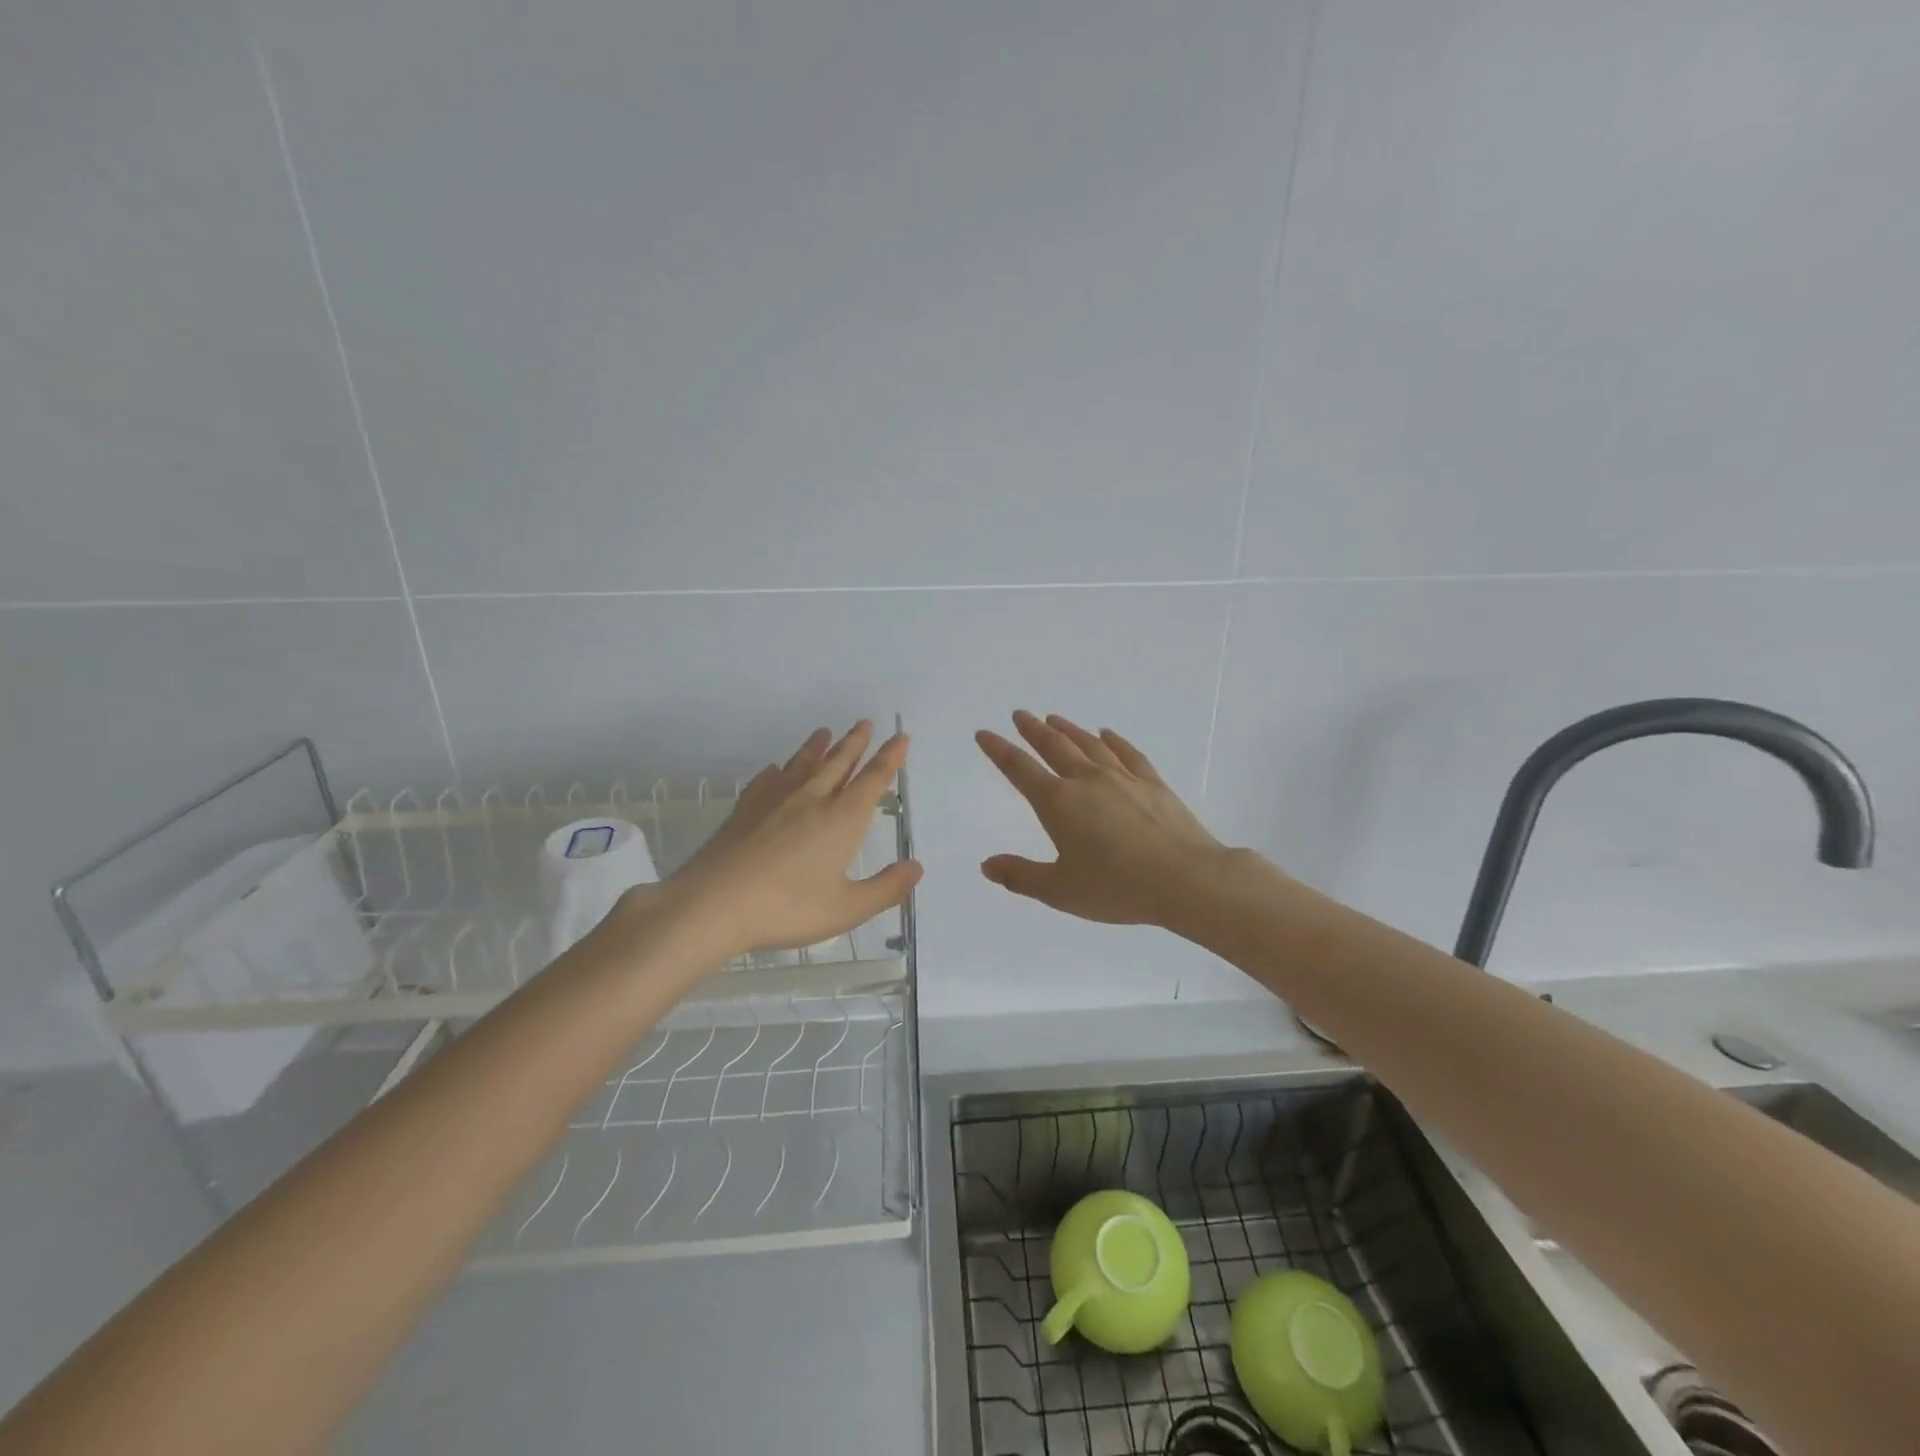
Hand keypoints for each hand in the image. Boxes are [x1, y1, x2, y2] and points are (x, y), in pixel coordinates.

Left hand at [617, 722, 921, 961]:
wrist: (713, 903)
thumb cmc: (787, 908)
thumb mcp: (846, 908)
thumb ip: (885, 889)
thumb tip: (916, 867)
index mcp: (842, 819)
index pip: (872, 780)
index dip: (889, 758)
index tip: (900, 737)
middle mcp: (811, 800)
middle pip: (837, 763)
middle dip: (855, 743)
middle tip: (865, 723)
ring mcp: (774, 802)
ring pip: (801, 765)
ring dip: (817, 748)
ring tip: (824, 732)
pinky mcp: (744, 811)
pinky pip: (765, 782)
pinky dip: (776, 772)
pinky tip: (774, 769)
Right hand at [976, 711, 1232, 927]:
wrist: (1185, 879)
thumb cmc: (1117, 888)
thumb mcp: (1060, 890)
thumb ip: (1021, 876)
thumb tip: (987, 865)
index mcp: (1058, 803)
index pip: (1020, 769)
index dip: (999, 750)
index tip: (984, 733)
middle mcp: (1087, 781)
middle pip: (1054, 747)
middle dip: (1033, 730)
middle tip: (1020, 715)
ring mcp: (1123, 778)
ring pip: (1089, 745)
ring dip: (1069, 730)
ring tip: (1054, 718)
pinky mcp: (1153, 784)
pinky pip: (1128, 754)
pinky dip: (1114, 741)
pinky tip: (1107, 734)